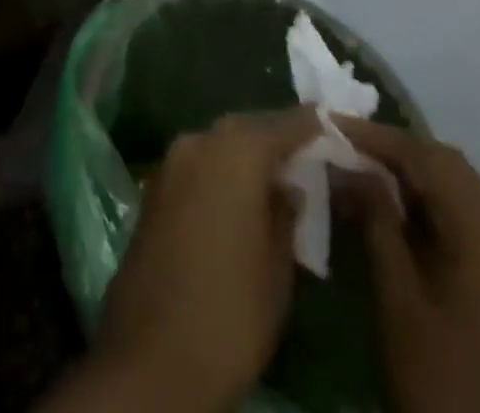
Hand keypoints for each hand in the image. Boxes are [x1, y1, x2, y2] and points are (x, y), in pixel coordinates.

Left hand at [48, 107, 320, 412]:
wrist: (150, 358)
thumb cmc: (230, 313)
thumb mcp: (277, 270)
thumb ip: (286, 216)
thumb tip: (287, 187)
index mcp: (237, 152)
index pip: (283, 125)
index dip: (309, 125)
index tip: (329, 122)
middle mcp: (200, 142)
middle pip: (245, 128)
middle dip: (273, 137)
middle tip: (303, 153)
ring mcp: (170, 163)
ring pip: (217, 145)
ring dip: (243, 154)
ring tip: (273, 177)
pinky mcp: (153, 188)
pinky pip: (196, 166)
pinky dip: (219, 172)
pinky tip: (235, 197)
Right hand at [335, 119, 479, 412]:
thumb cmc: (436, 382)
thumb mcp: (397, 300)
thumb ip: (377, 221)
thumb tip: (351, 164)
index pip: (433, 162)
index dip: (381, 138)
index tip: (335, 124)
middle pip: (453, 170)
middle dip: (398, 151)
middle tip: (347, 144)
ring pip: (463, 191)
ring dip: (415, 174)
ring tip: (363, 168)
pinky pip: (470, 220)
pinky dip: (432, 203)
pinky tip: (396, 208)